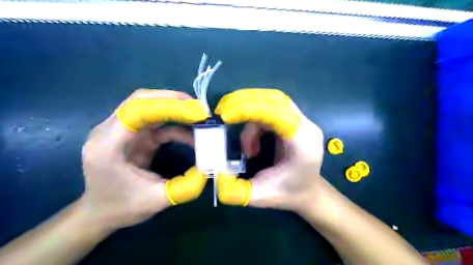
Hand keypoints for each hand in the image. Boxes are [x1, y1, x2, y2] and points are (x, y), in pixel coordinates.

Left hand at [79, 89, 207, 229]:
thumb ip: (184, 186)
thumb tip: (209, 168)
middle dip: (174, 101)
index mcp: (108, 145)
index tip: (196, 111)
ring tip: (199, 117)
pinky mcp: (134, 134)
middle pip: (142, 100)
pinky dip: (176, 124)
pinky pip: (156, 121)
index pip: (136, 110)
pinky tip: (192, 134)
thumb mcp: (156, 201)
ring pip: (150, 106)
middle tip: (200, 109)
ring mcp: (122, 130)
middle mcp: (110, 130)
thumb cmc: (121, 207)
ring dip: (176, 109)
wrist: (100, 212)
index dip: (168, 105)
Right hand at [216, 89, 327, 214]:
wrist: (308, 191)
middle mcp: (307, 128)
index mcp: (303, 145)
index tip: (226, 115)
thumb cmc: (288, 194)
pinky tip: (253, 144)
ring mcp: (304, 122)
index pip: (279, 113)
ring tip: (246, 149)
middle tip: (224, 114)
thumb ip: (236, 190)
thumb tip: (216, 176)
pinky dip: (255, 120)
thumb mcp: (260, 196)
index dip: (251, 109)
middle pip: (275, 100)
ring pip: (271, 103)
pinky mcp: (296, 120)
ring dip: (250, 117)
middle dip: (246, 103)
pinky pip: (272, 109)